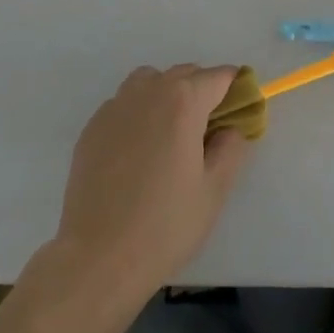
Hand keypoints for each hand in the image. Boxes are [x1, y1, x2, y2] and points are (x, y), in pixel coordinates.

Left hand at [48, 65, 253, 313]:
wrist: (97, 259)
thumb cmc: (165, 226)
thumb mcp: (214, 190)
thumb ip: (231, 147)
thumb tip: (231, 127)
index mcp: (184, 101)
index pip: (219, 77)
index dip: (236, 90)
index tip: (241, 113)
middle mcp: (149, 91)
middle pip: (185, 74)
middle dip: (203, 91)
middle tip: (209, 131)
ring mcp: (116, 107)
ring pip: (150, 81)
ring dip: (167, 94)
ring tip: (170, 134)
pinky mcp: (92, 127)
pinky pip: (124, 104)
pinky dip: (138, 113)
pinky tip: (137, 151)